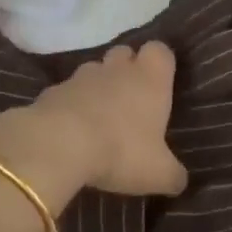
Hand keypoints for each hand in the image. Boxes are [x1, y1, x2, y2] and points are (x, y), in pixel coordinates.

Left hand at [0, 41, 188, 201]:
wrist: (58, 145)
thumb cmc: (120, 151)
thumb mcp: (158, 173)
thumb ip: (173, 174)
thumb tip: (180, 180)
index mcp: (150, 79)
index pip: (160, 51)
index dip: (161, 63)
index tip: (161, 82)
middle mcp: (117, 69)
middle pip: (125, 53)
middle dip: (127, 69)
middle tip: (131, 100)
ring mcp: (81, 76)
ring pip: (94, 70)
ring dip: (98, 87)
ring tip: (99, 116)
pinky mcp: (51, 91)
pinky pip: (66, 92)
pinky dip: (70, 104)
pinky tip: (70, 130)